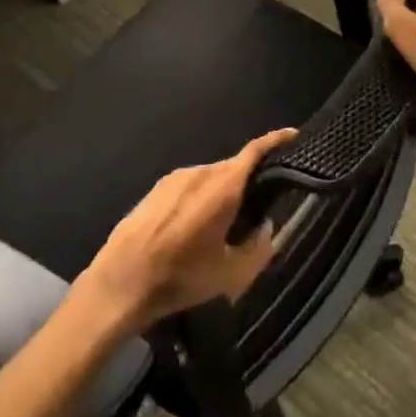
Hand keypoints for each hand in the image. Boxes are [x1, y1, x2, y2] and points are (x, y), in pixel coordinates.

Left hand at [81, 128, 297, 329]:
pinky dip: (199, 200)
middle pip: (232, 168)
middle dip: (247, 183)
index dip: (276, 140)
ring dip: (220, 195)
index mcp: (222, 187)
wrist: (122, 281)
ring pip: (209, 179)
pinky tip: (192, 230)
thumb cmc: (181, 277)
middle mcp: (199, 172)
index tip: (293, 135)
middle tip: (254, 212)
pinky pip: (189, 186)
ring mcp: (174, 178)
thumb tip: (264, 227)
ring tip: (220, 228)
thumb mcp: (231, 274)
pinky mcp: (155, 189)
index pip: (254, 151)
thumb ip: (258, 247)